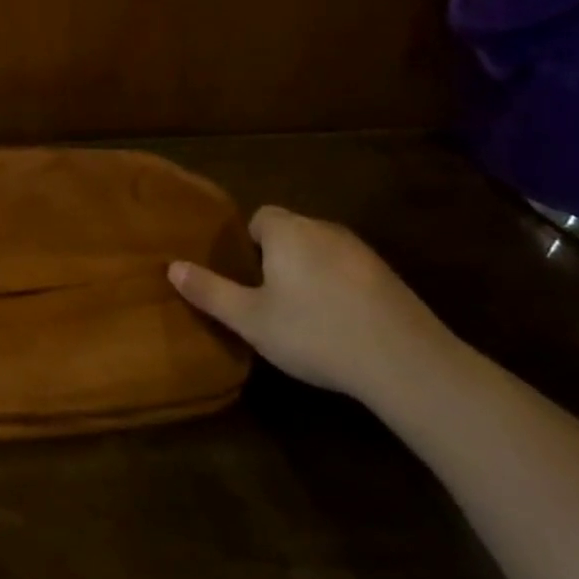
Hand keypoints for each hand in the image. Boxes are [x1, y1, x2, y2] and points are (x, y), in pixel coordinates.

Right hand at [168, 206, 450, 400]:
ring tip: (305, 316)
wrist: (405, 361)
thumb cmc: (315, 332)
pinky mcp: (388, 276)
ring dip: (310, 273)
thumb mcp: (251, 320)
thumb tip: (172, 266)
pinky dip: (340, 288)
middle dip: (278, 258)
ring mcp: (360, 251)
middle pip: (291, 232)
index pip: (260, 218)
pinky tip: (341, 325)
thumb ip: (210, 291)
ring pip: (321, 251)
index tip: (247, 279)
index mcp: (287, 231)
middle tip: (270, 300)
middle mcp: (323, 228)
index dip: (248, 244)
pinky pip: (349, 271)